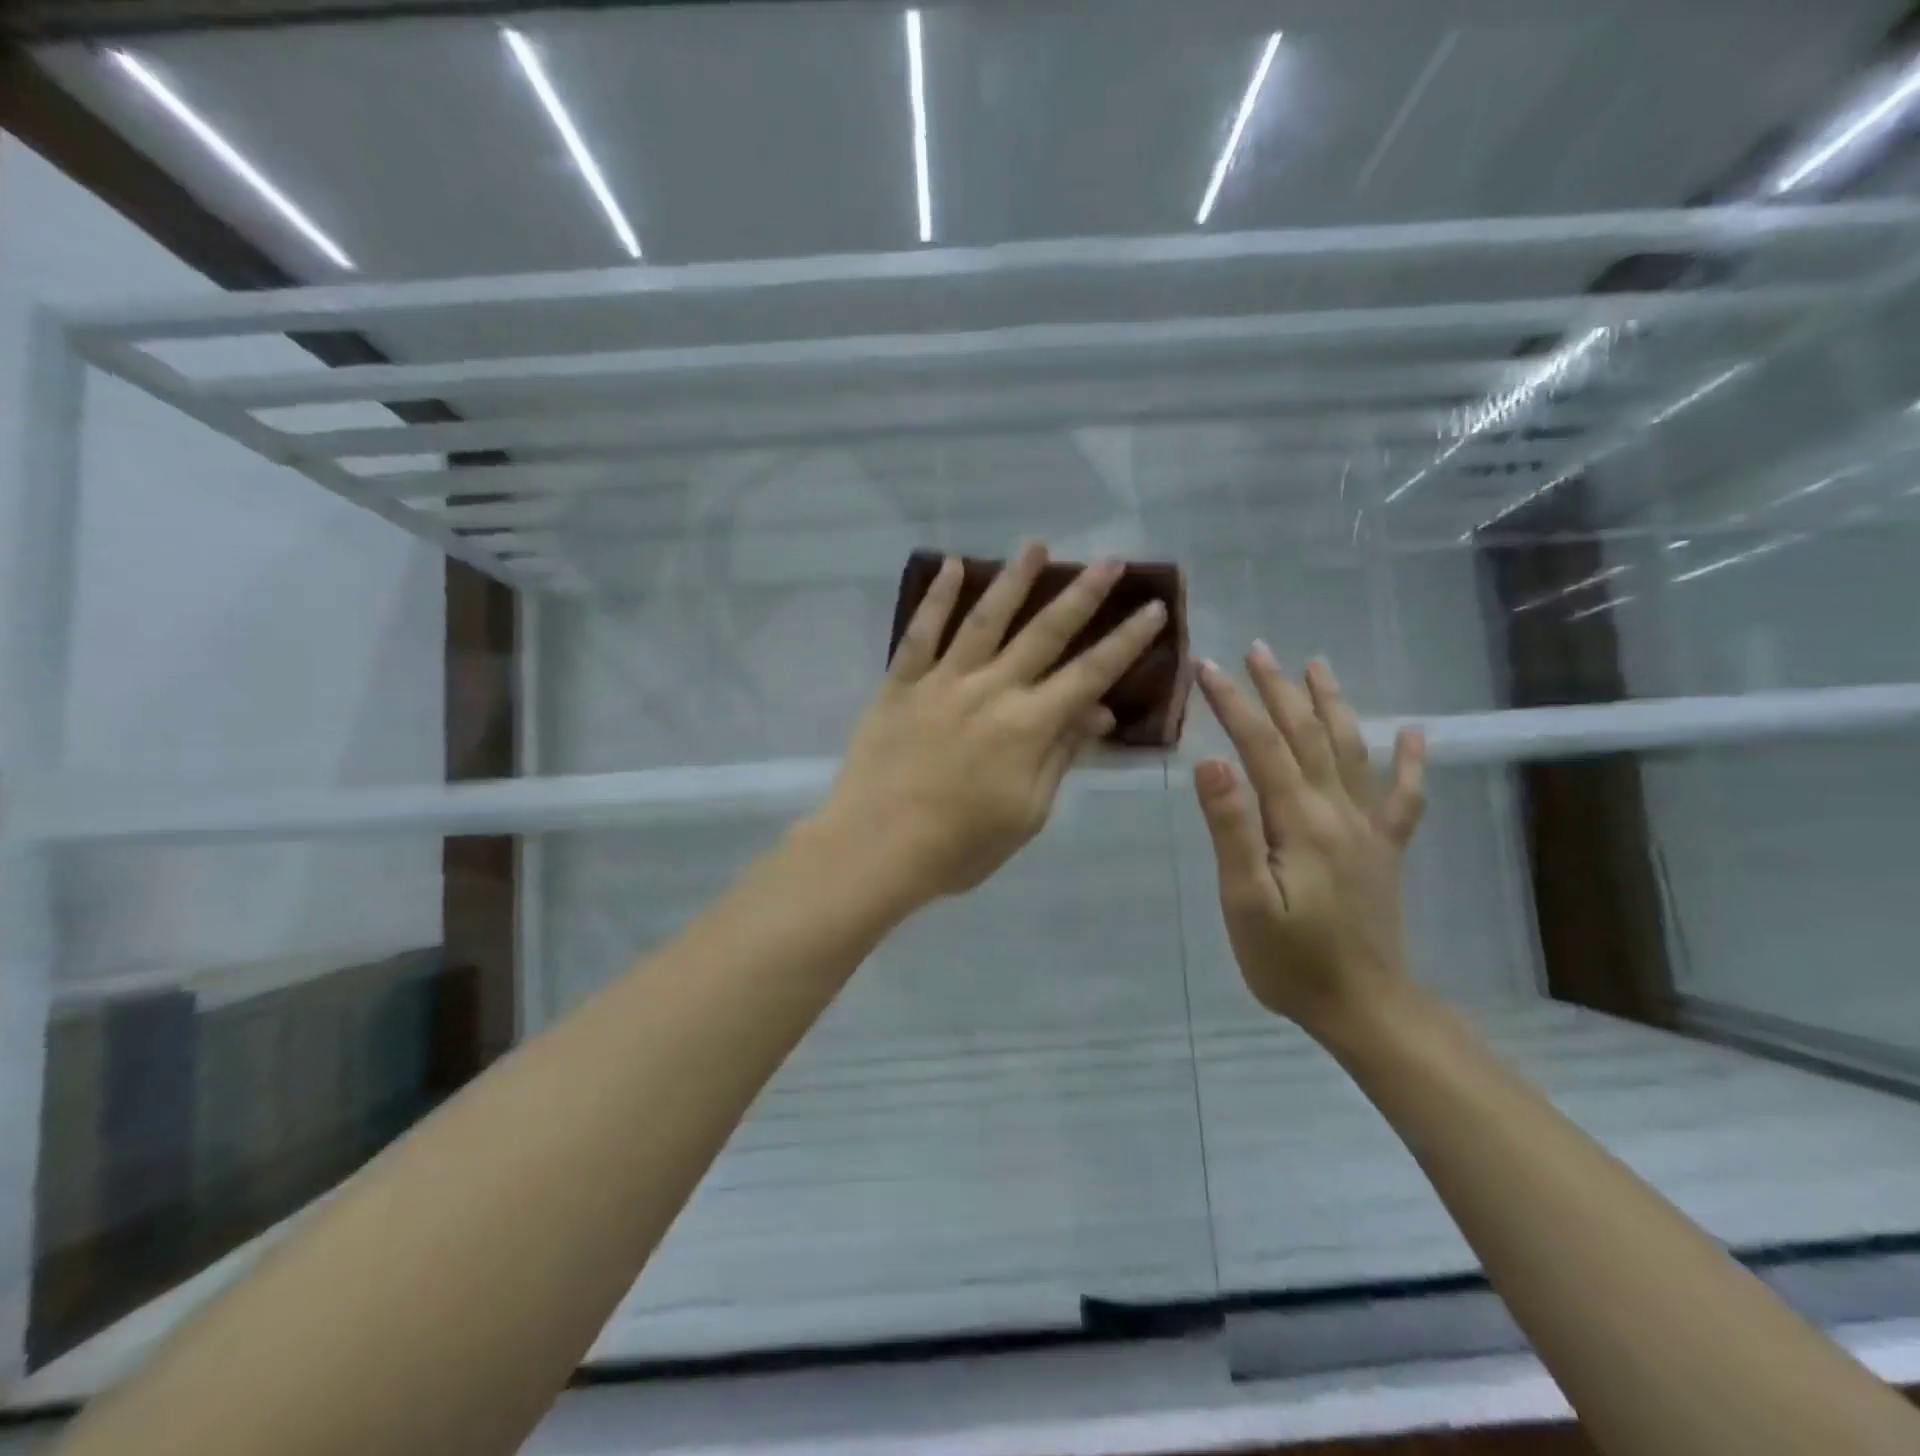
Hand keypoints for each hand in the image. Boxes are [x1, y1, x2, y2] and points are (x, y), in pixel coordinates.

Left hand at [815, 542, 1167, 904]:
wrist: (875, 847)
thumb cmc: (959, 845)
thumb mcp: (1027, 813)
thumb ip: (1061, 756)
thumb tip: (1098, 711)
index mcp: (1028, 725)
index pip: (1090, 674)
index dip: (1126, 641)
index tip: (1154, 608)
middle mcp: (991, 689)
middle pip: (1045, 633)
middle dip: (1083, 594)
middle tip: (1109, 559)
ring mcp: (942, 682)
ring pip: (985, 619)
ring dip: (1014, 579)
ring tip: (1036, 545)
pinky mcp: (900, 684)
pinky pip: (921, 633)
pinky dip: (936, 597)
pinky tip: (951, 565)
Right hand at [1192, 647, 1426, 1038]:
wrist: (1365, 1007)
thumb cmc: (1290, 960)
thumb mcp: (1246, 900)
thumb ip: (1232, 828)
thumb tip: (1211, 761)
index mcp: (1300, 820)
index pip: (1261, 746)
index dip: (1234, 703)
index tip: (1207, 667)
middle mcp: (1339, 811)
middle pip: (1308, 736)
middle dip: (1278, 690)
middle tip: (1257, 649)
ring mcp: (1368, 828)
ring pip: (1352, 751)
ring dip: (1332, 705)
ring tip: (1317, 667)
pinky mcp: (1384, 850)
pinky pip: (1402, 797)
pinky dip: (1408, 762)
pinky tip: (1414, 734)